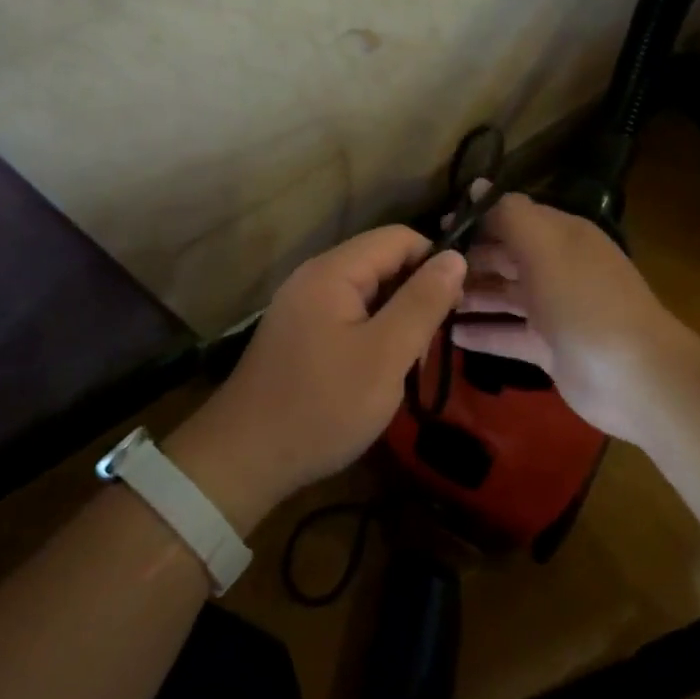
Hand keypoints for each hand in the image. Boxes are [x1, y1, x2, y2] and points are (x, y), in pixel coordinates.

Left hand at [168, 227, 466, 530]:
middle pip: (382, 263)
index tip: (455, 307)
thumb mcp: (386, 355)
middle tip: (429, 346)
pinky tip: (378, 373)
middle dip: (415, 296)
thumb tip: (456, 256)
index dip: (434, 263)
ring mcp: (302, 306)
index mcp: (333, 271)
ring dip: (395, 320)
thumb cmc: (323, 405)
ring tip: (406, 365)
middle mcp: (314, 277)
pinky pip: (347, 317)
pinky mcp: (298, 334)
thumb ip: (423, 302)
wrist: (244, 460)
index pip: (399, 238)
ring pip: (368, 293)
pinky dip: (372, 335)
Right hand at [453, 188, 692, 444]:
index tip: (435, 227)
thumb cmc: (584, 300)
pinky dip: (482, 333)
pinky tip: (450, 335)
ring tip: (429, 301)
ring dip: (470, 296)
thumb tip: (477, 186)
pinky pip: (508, 334)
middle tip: (422, 270)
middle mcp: (557, 268)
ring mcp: (554, 310)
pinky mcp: (549, 349)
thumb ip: (509, 215)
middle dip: (467, 260)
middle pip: (505, 257)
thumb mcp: (545, 246)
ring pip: (503, 296)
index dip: (476, 219)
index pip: (512, 217)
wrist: (634, 376)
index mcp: (561, 236)